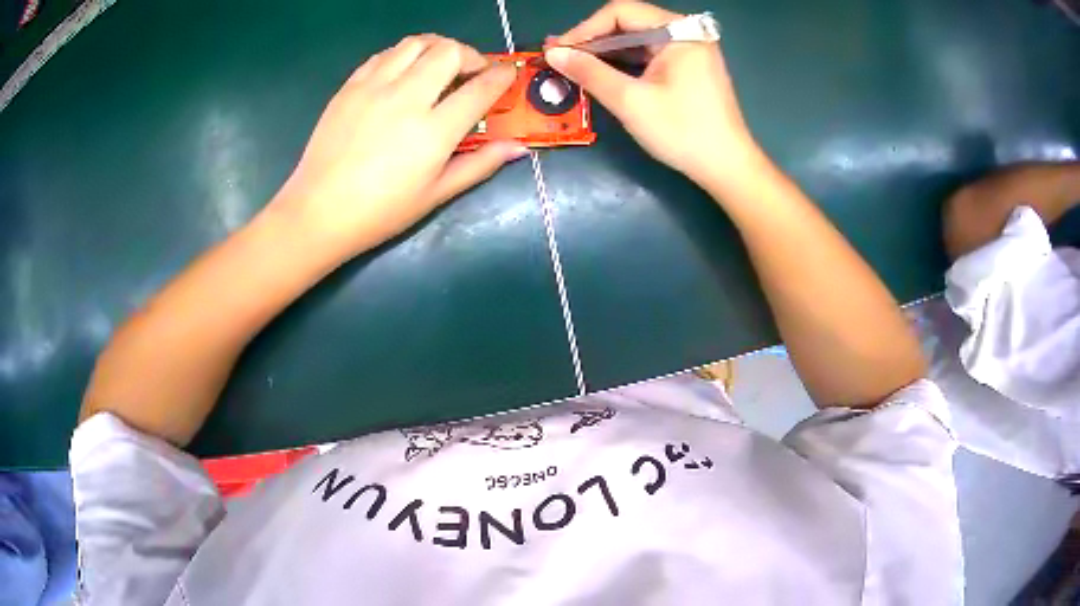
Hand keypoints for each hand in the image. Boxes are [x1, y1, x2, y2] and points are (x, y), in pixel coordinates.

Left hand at [271, 35, 525, 257]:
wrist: (318, 211)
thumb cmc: (380, 212)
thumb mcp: (435, 195)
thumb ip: (479, 165)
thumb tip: (517, 147)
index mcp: (433, 131)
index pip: (480, 88)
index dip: (501, 76)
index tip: (508, 73)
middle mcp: (406, 98)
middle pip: (449, 51)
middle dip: (470, 55)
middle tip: (471, 72)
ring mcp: (374, 88)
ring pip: (416, 43)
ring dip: (437, 47)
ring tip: (439, 65)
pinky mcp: (350, 86)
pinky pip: (385, 54)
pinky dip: (404, 55)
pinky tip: (404, 72)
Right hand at [545, 1, 761, 187]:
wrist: (727, 168)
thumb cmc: (682, 132)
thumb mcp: (630, 101)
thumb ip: (589, 72)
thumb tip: (552, 53)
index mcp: (678, 32)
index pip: (621, 13)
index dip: (585, 29)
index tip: (558, 50)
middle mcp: (686, 33)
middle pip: (629, 23)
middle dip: (593, 40)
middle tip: (559, 57)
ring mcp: (690, 50)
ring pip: (638, 40)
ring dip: (606, 52)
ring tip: (573, 65)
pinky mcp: (689, 68)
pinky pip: (649, 55)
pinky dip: (625, 63)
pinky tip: (603, 73)